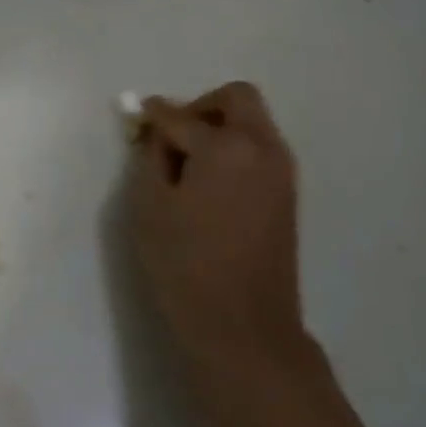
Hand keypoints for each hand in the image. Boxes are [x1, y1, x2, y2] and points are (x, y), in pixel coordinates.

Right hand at [129, 83, 310, 409]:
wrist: (244, 328)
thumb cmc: (186, 265)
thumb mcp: (150, 206)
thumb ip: (151, 155)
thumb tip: (157, 129)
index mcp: (226, 146)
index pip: (181, 115)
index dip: (153, 116)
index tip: (137, 120)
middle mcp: (263, 147)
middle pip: (236, 98)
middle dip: (201, 107)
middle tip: (174, 137)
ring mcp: (282, 170)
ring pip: (253, 122)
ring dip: (221, 127)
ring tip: (189, 164)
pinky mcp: (288, 194)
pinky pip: (261, 149)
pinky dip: (236, 149)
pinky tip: (211, 183)